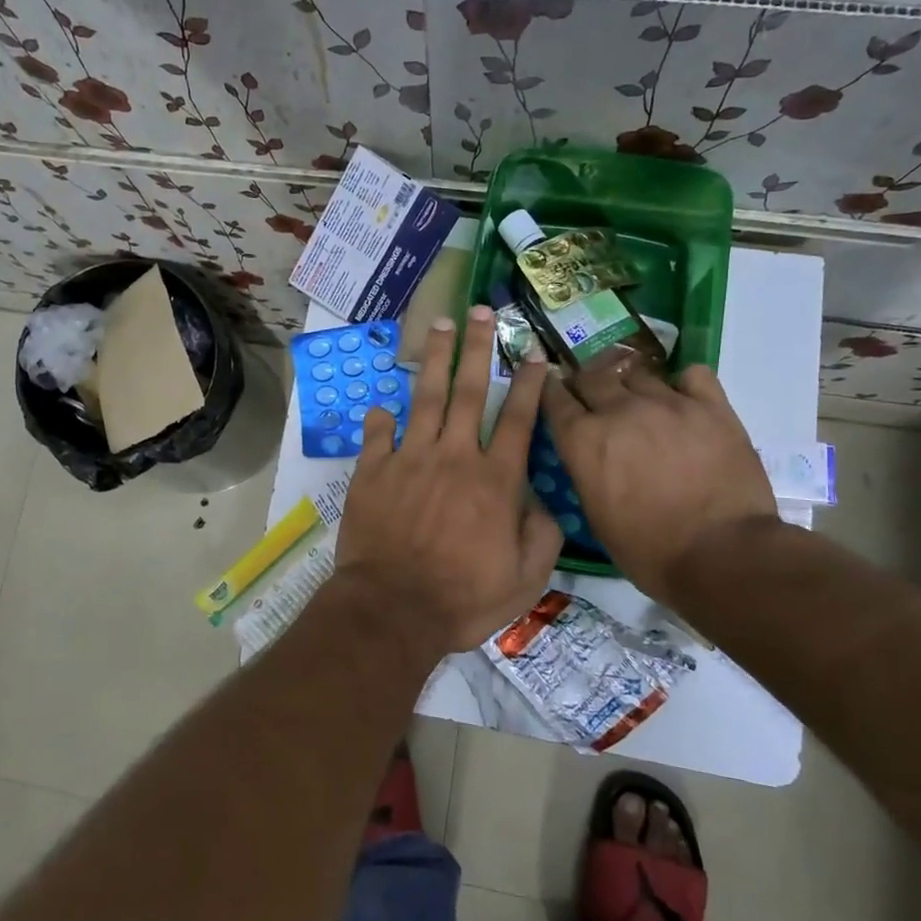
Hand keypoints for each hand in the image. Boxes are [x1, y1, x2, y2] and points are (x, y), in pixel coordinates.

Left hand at [334, 307, 563, 654]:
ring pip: (426, 398)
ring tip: (438, 326)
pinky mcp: (374, 472)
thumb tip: (547, 506)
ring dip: (435, 360)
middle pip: (470, 391)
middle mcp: (455, 457)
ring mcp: (410, 460)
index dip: (529, 384)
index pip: (518, 420)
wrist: (393, 609)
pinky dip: (381, 418)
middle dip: (478, 348)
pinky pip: (377, 435)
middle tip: (480, 310)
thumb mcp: (524, 580)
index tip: (534, 353)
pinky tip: (383, 405)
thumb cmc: (462, 598)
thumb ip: (543, 537)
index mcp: (495, 481)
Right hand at [542, 353, 776, 594]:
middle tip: (593, 396)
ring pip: (638, 372)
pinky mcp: (711, 406)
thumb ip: (585, 469)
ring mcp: (667, 402)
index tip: (554, 391)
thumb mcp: (594, 514)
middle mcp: (619, 410)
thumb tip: (587, 452)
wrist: (721, 555)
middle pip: (592, 375)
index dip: (551, 391)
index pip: (554, 396)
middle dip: (587, 383)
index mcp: (583, 439)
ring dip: (631, 384)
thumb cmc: (648, 550)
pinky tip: (684, 399)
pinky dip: (683, 383)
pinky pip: (692, 375)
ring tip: (639, 400)